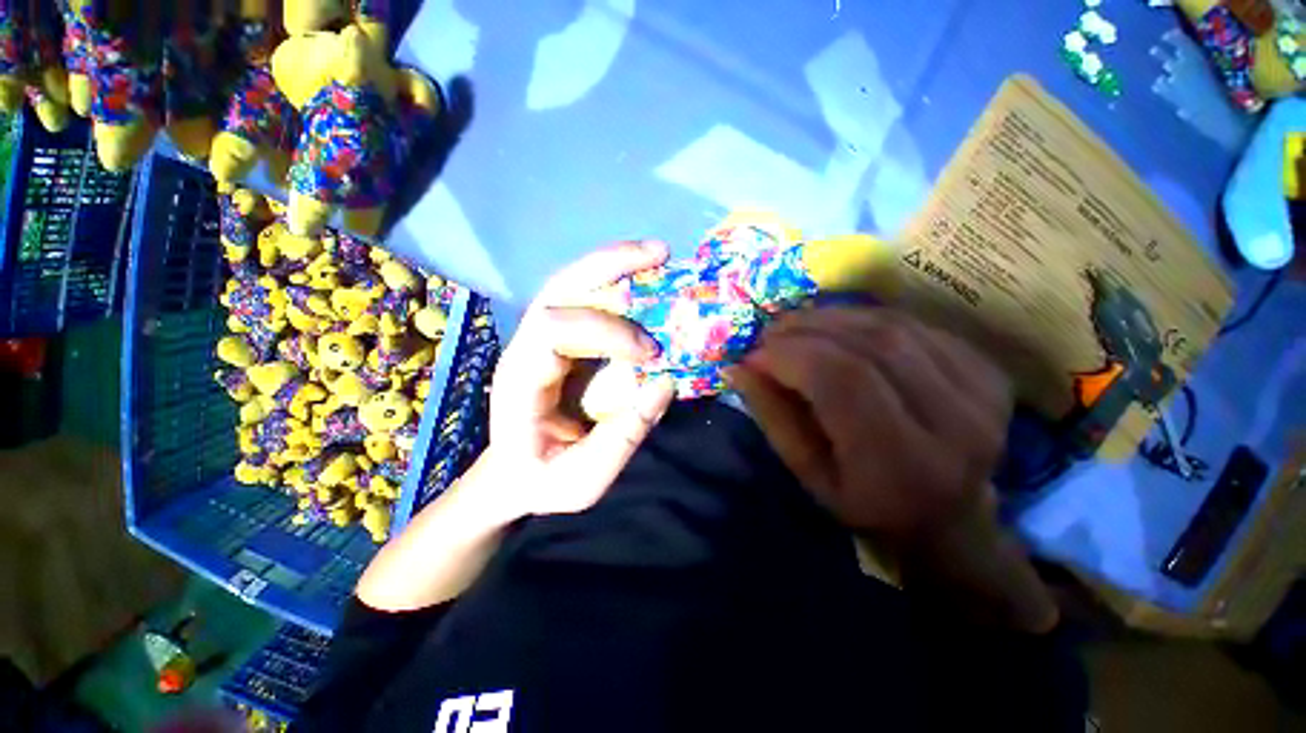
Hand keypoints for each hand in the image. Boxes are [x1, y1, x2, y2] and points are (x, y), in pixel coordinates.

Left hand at [486, 241, 676, 516]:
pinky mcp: (562, 341)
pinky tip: (645, 277)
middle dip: (609, 266)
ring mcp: (540, 339)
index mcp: (520, 381)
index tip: (651, 354)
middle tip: (660, 254)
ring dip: (615, 265)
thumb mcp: (584, 479)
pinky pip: (587, 301)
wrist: (516, 475)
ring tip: (657, 254)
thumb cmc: (543, 480)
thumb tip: (666, 383)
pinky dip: (617, 283)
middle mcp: (524, 347)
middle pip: (558, 288)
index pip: (554, 330)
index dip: (608, 331)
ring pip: (572, 285)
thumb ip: (624, 436)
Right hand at [729, 307, 1056, 631]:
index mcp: (903, 463)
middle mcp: (956, 423)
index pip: (843, 381)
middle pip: (871, 345)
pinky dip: (865, 320)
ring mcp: (981, 391)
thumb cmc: (867, 505)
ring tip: (797, 326)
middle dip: (807, 329)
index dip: (791, 356)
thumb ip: (773, 417)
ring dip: (833, 318)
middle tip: (771, 333)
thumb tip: (737, 367)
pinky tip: (838, 330)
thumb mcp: (808, 474)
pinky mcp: (987, 370)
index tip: (754, 356)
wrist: (949, 518)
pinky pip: (914, 324)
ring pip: (892, 326)